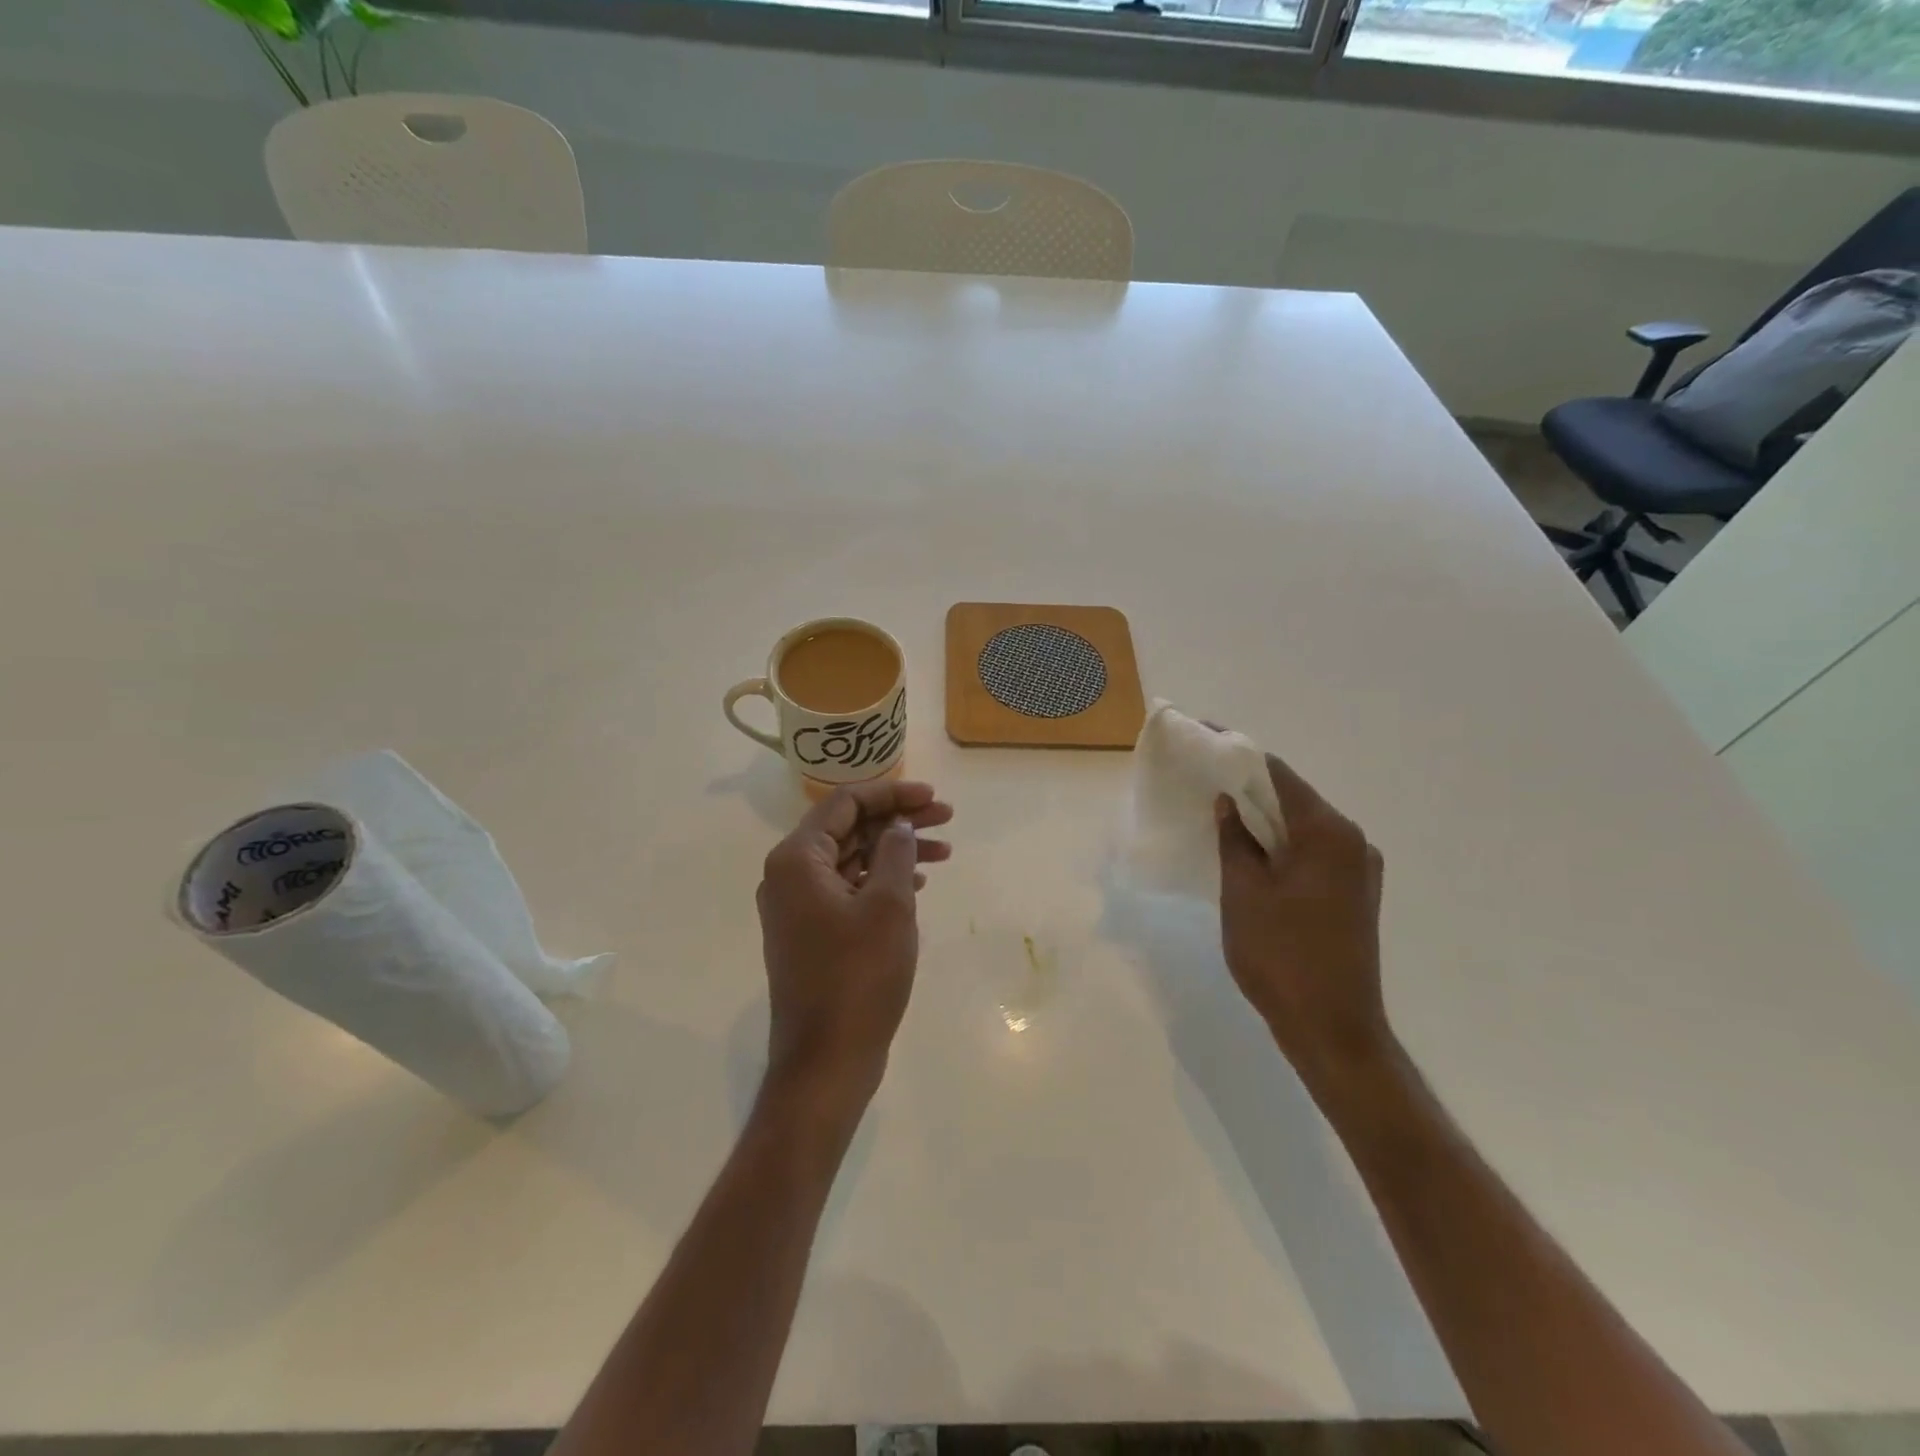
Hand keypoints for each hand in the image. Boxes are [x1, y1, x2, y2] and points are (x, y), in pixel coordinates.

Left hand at [756, 779, 952, 1112]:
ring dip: (895, 851)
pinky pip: (848, 889)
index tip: (933, 797)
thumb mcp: (888, 906)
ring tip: (944, 851)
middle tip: (947, 819)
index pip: (845, 803)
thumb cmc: (858, 976)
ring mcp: (797, 907)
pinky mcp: (811, 933)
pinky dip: (881, 880)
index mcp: (797, 860)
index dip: (892, 794)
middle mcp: (789, 876)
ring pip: (851, 859)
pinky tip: (917, 883)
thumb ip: (895, 852)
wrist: (826, 1060)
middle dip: (898, 821)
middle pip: (848, 828)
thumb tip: (898, 825)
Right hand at [1215, 751, 1393, 1105]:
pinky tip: (1249, 851)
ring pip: (1302, 826)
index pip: (1277, 773)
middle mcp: (1353, 841)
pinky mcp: (1355, 893)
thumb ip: (1235, 840)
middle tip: (1203, 775)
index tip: (1203, 737)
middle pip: (1293, 797)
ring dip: (1263, 817)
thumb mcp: (1244, 893)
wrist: (1334, 1030)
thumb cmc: (1282, 957)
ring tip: (1219, 811)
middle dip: (1247, 784)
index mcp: (1328, 833)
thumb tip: (1227, 803)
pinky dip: (1280, 843)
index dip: (1237, 751)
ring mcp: (1360, 869)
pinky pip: (1312, 852)